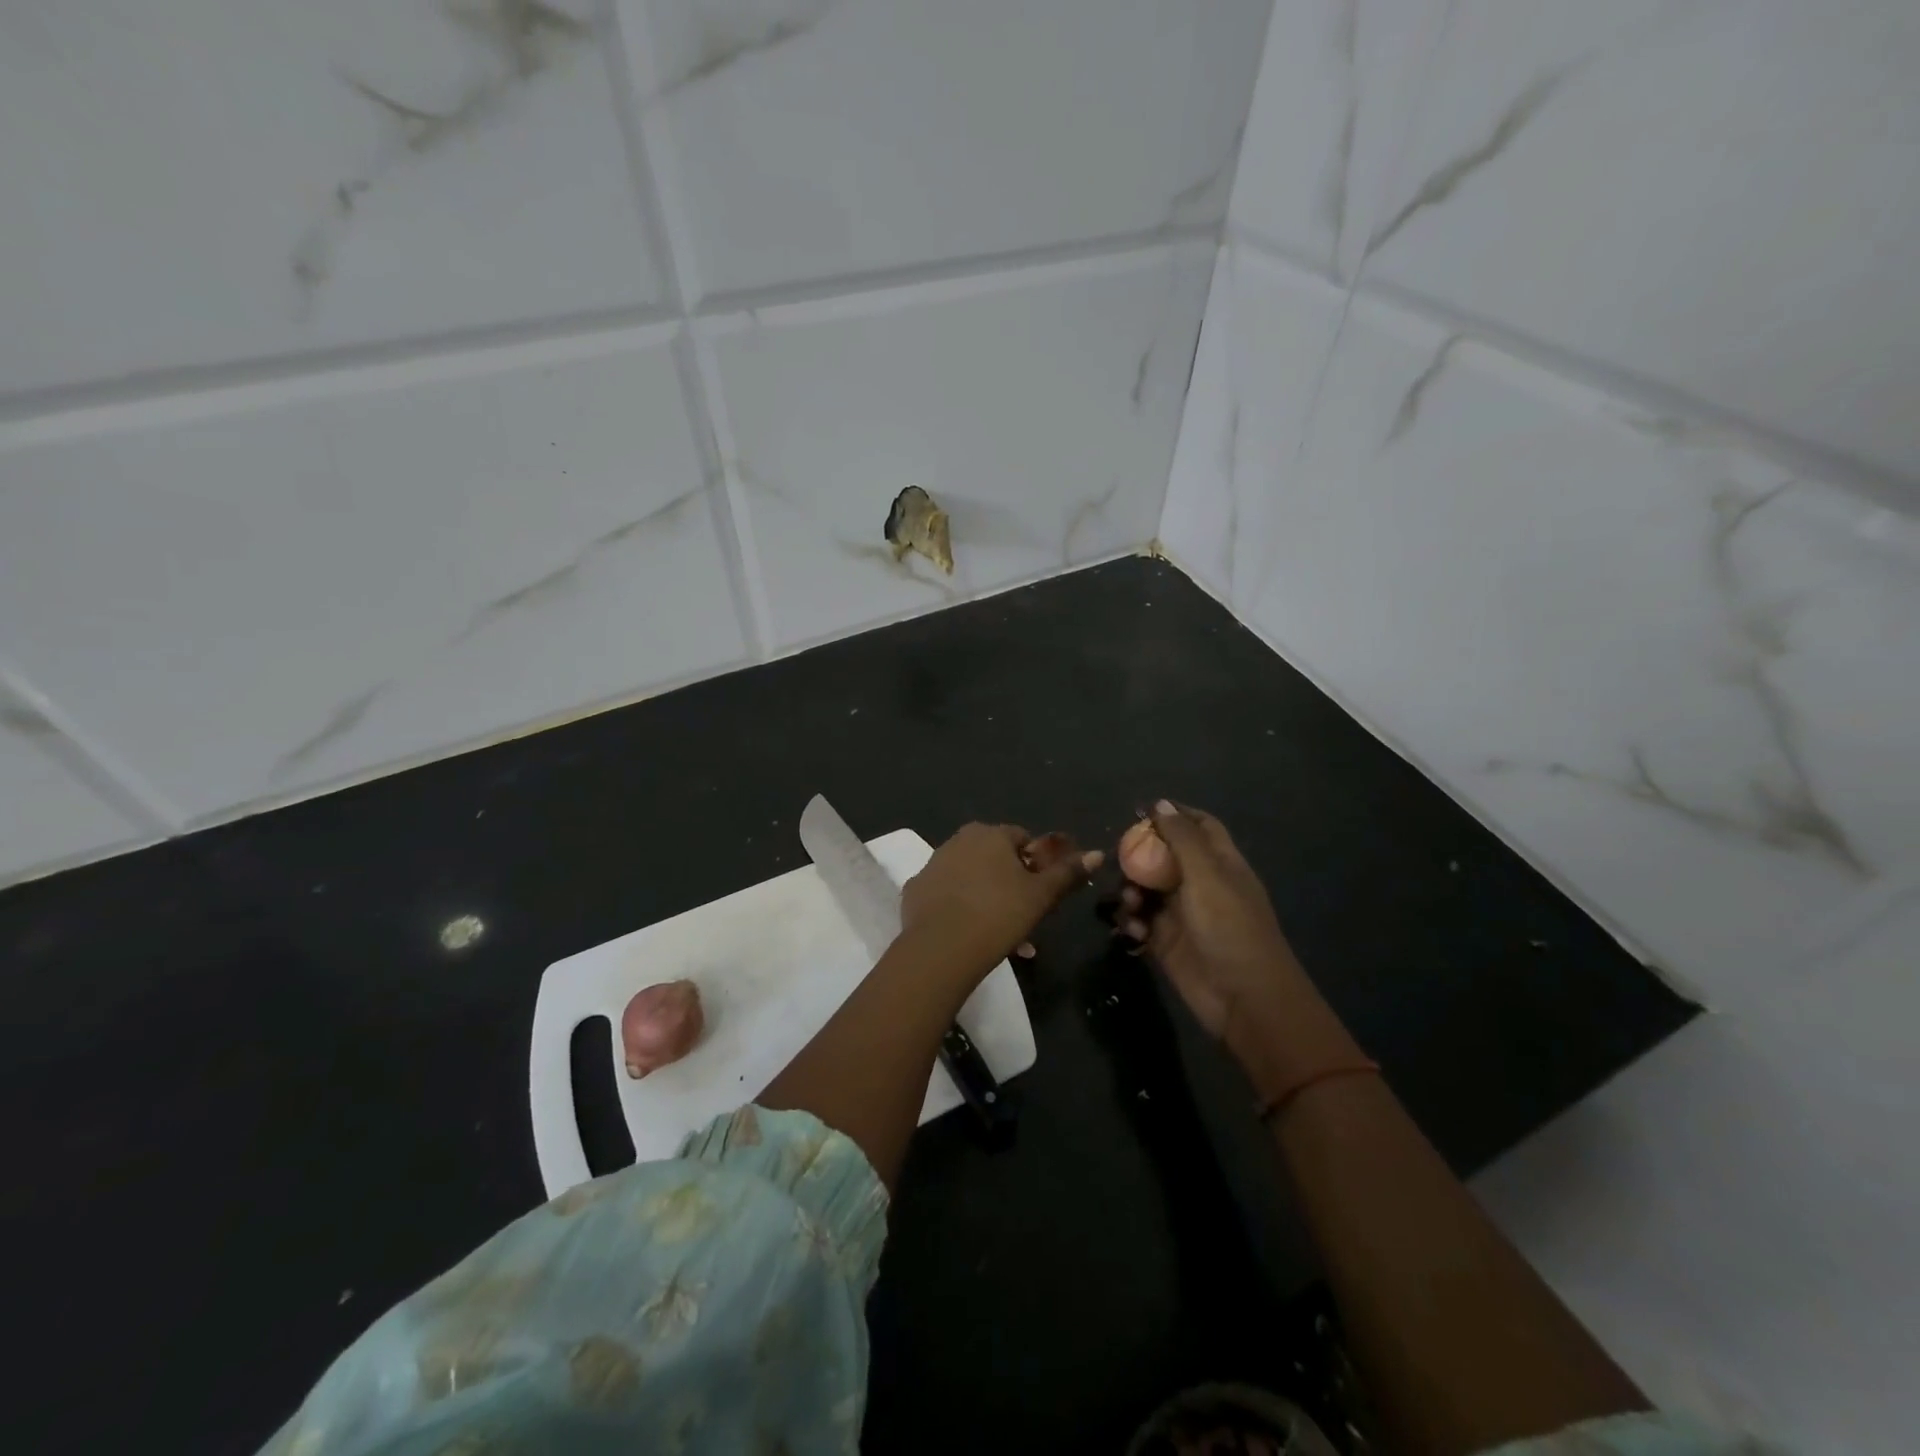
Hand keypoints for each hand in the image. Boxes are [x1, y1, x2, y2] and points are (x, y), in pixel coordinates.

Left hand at [902, 824, 1101, 975]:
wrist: (941, 947)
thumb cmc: (999, 915)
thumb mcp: (1042, 895)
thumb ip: (1068, 873)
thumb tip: (1097, 853)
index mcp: (991, 834)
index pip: (1022, 839)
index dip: (1035, 864)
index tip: (1041, 892)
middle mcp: (959, 839)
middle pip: (993, 856)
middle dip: (1009, 881)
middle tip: (1021, 915)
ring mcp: (933, 863)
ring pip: (968, 875)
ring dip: (984, 895)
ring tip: (997, 931)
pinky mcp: (915, 889)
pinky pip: (944, 893)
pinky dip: (956, 906)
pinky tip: (965, 932)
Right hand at [1117, 801, 1301, 1037]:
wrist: (1243, 999)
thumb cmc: (1230, 928)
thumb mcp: (1207, 876)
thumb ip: (1181, 839)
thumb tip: (1160, 803)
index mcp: (1220, 863)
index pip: (1199, 827)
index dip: (1174, 815)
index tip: (1141, 812)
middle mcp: (1200, 884)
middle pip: (1163, 857)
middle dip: (1140, 857)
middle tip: (1120, 862)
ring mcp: (1182, 914)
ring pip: (1146, 890)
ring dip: (1130, 892)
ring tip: (1129, 904)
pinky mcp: (1166, 943)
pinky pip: (1140, 922)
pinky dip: (1131, 923)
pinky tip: (1133, 932)